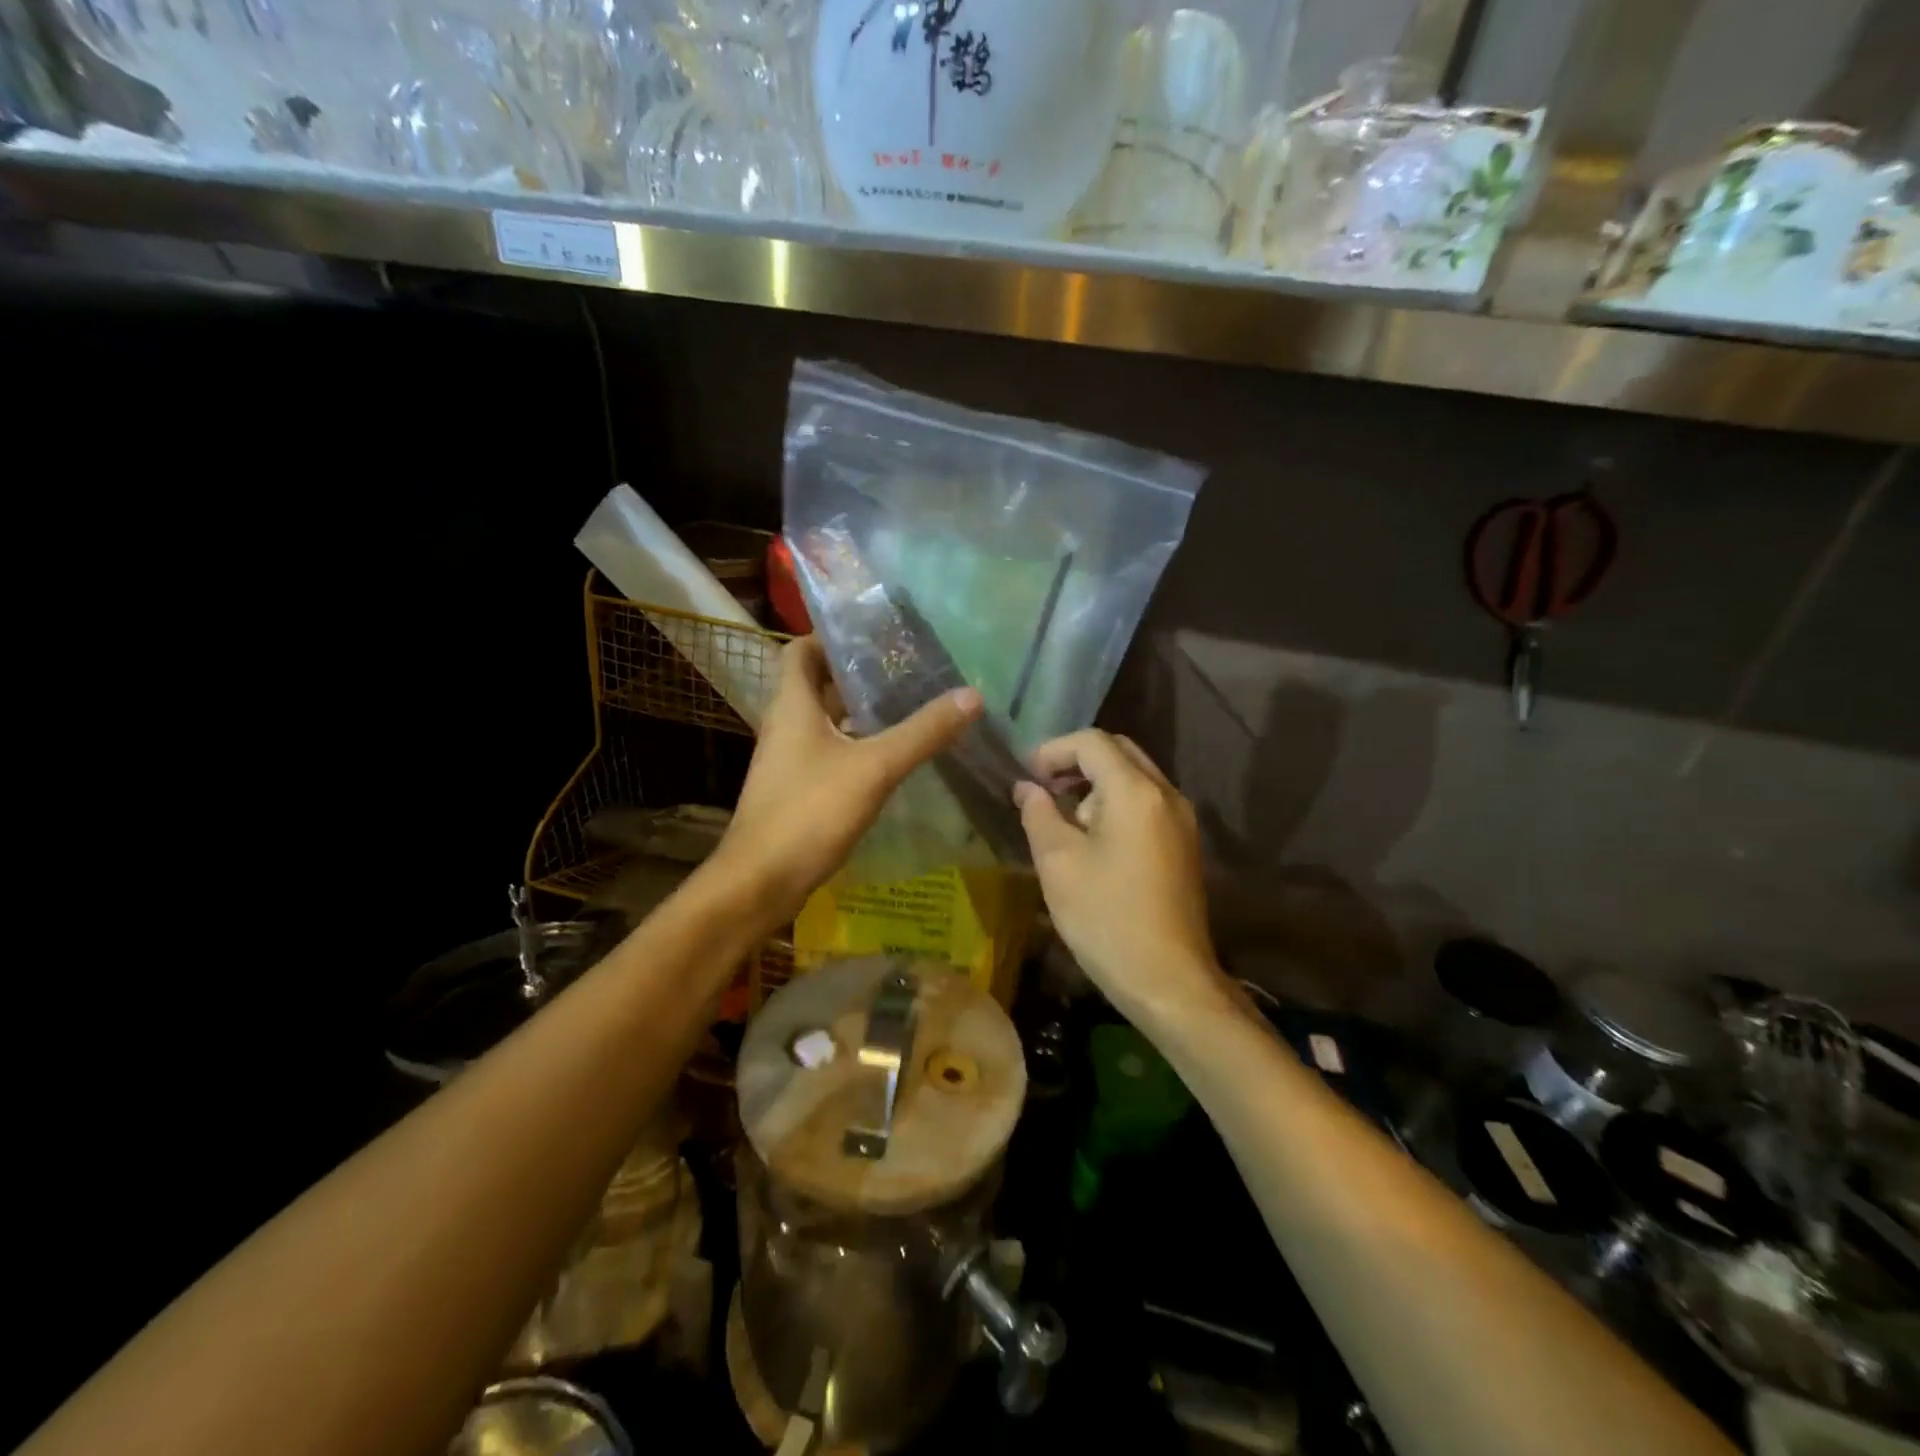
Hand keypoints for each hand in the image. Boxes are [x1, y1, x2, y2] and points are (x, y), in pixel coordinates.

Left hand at [712, 636, 981, 927]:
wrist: (760, 882)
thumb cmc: (809, 812)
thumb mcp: (874, 767)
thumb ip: (922, 732)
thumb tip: (971, 696)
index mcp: (792, 705)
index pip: (801, 650)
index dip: (830, 636)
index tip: (874, 634)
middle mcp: (785, 726)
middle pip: (817, 685)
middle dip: (856, 674)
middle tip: (905, 669)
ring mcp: (788, 761)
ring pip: (825, 722)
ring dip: (859, 712)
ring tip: (907, 706)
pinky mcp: (796, 790)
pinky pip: (829, 753)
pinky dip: (856, 746)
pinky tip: (890, 756)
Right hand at [1014, 731, 1221, 1017]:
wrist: (1169, 980)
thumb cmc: (1106, 918)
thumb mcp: (1058, 863)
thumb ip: (1039, 814)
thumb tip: (1027, 788)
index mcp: (1136, 792)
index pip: (1092, 742)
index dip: (1054, 750)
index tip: (1028, 775)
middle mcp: (1166, 794)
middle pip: (1119, 751)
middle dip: (1077, 761)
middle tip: (1045, 787)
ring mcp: (1181, 820)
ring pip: (1135, 776)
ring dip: (1097, 783)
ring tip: (1065, 818)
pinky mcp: (1184, 844)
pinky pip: (1147, 802)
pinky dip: (1116, 803)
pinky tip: (1093, 839)